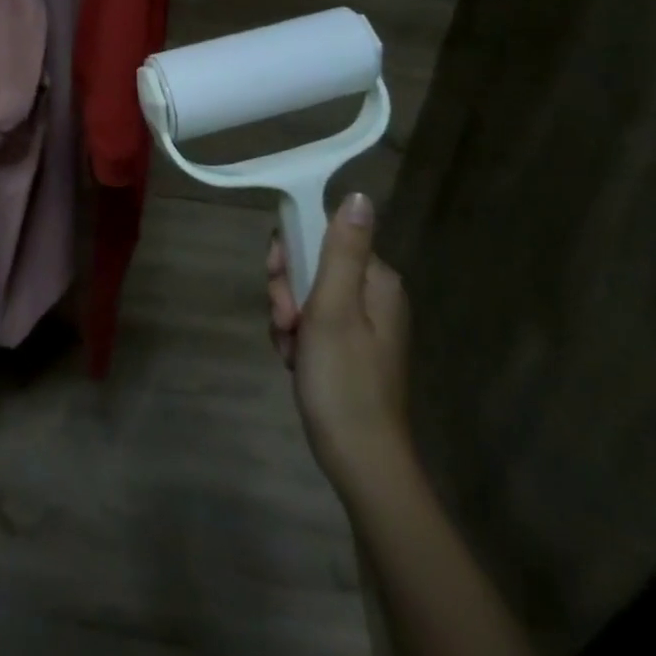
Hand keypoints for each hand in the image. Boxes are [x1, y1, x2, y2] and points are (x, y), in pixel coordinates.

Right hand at [268, 193, 412, 504]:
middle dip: (287, 291)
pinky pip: (310, 323)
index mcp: (376, 280)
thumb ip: (342, 249)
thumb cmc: (344, 380)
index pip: (321, 234)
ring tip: (292, 350)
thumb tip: (359, 194)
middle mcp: (372, 295)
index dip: (291, 253)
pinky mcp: (348, 349)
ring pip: (304, 295)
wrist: (360, 461)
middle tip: (287, 323)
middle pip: (310, 264)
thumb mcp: (334, 307)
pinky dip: (296, 339)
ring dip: (287, 318)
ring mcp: (360, 324)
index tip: (280, 284)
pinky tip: (295, 362)